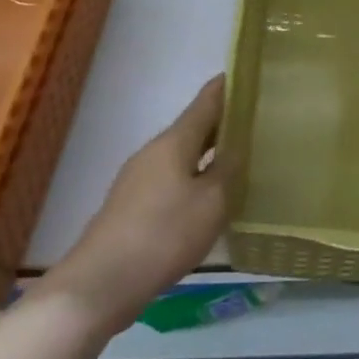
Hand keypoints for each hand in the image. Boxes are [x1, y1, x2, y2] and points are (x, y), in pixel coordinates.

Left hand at [31, 76, 229, 332]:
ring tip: (239, 158)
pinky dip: (194, 176)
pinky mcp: (132, 206)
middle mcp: (153, 152)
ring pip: (182, 155)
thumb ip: (228, 170)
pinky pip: (171, 178)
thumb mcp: (211, 203)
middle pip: (193, 127)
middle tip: (257, 121)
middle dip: (223, 122)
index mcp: (174, 141)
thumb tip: (237, 146)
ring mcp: (138, 179)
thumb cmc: (164, 235)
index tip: (249, 75)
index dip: (228, 87)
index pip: (206, 101)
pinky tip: (208, 196)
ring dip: (208, 151)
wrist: (101, 283)